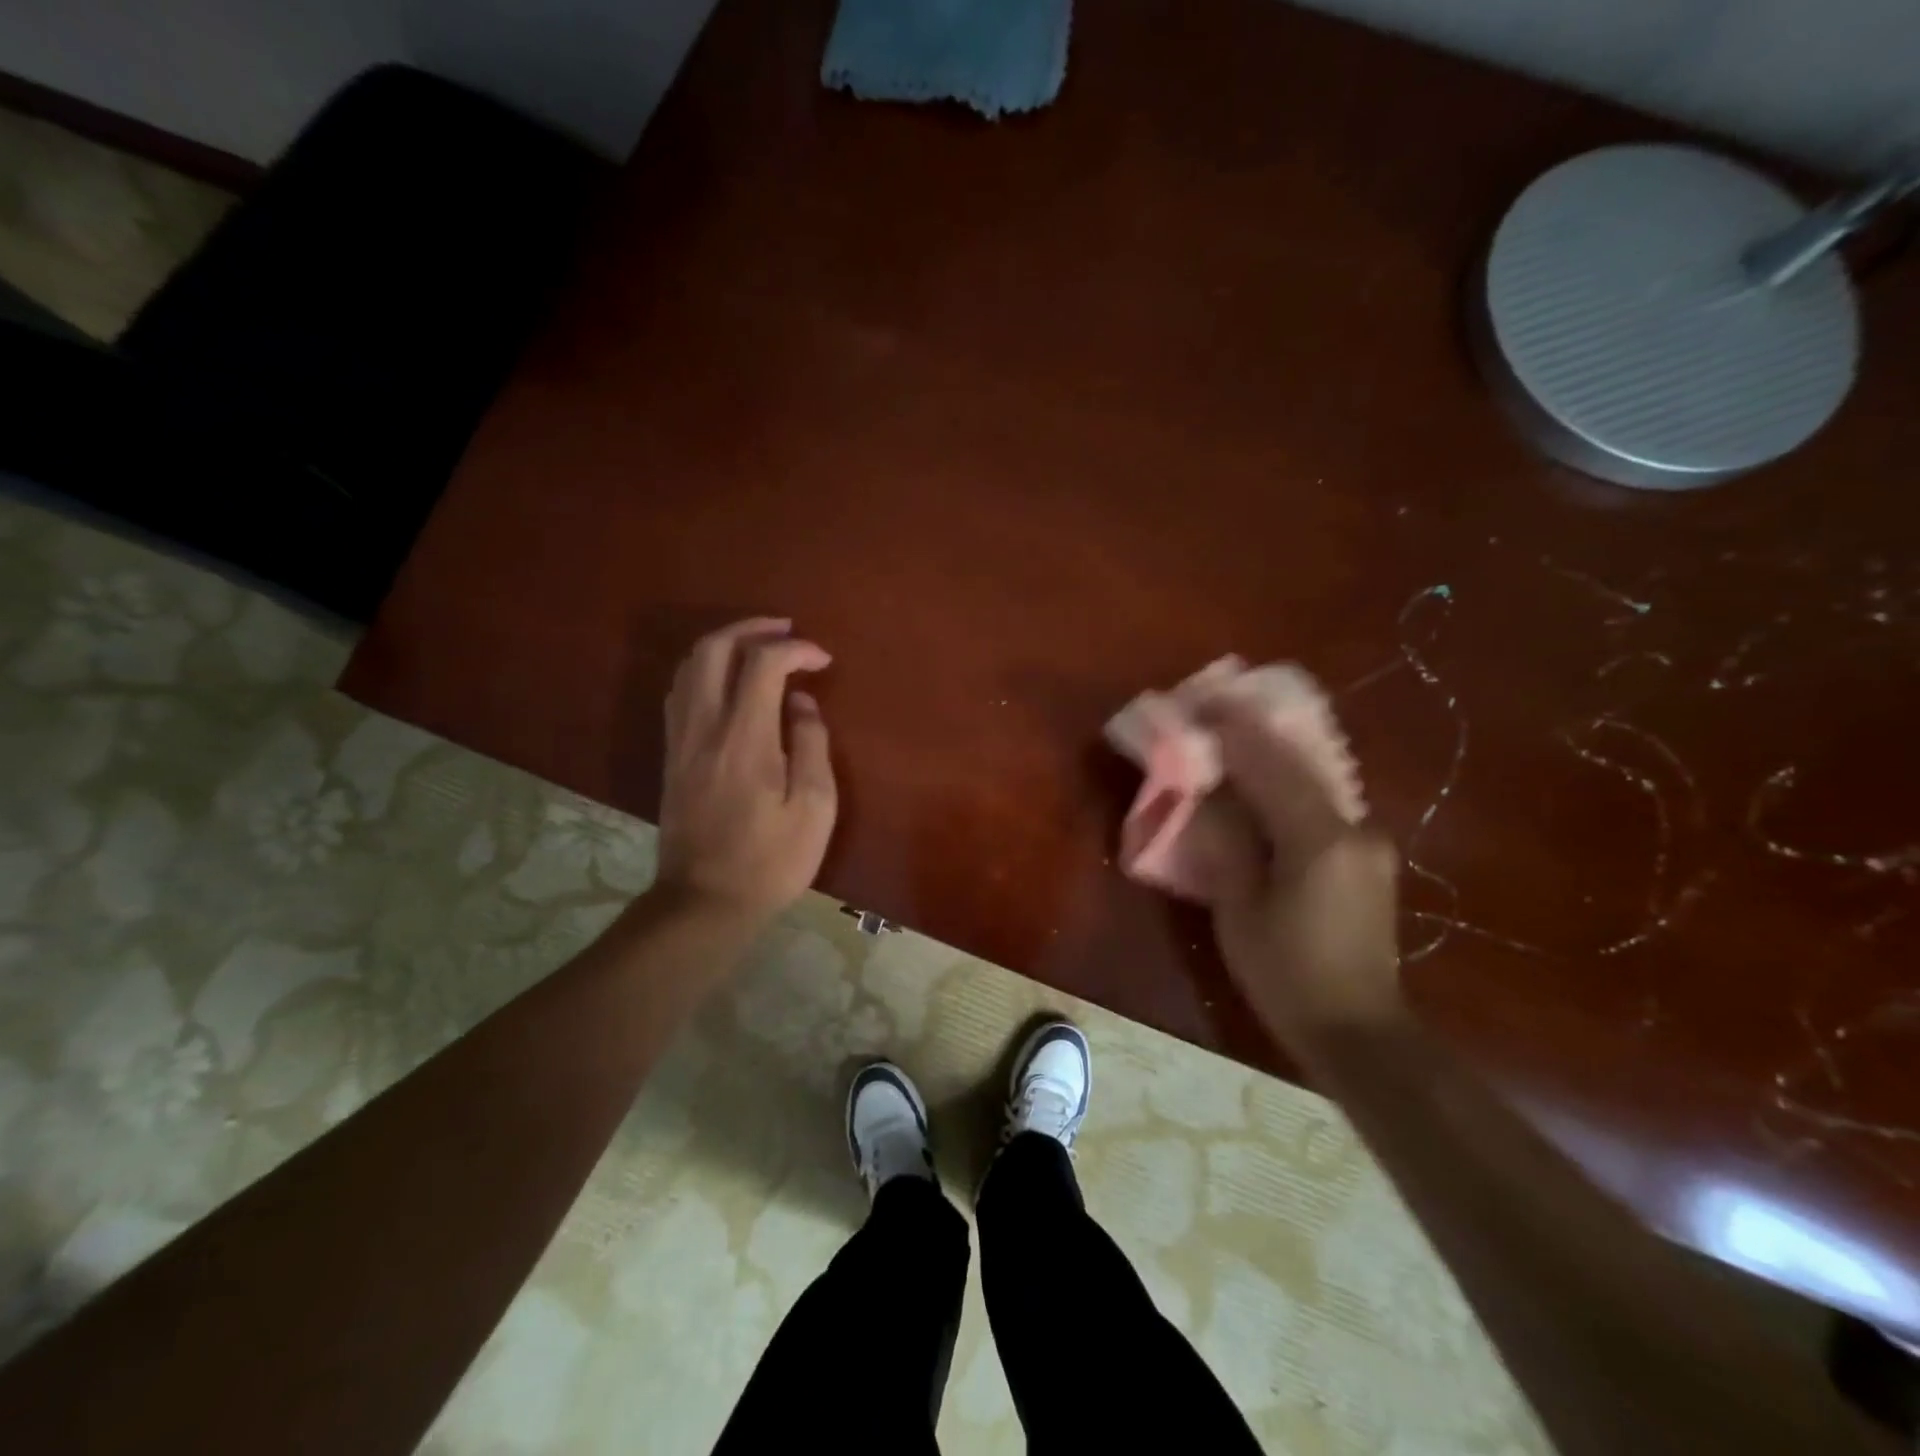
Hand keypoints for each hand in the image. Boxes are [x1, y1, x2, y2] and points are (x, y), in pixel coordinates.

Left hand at [655, 618, 837, 923]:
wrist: (705, 902)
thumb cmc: (771, 860)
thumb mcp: (814, 808)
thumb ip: (811, 745)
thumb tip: (801, 705)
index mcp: (745, 737)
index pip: (764, 663)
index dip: (796, 649)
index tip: (823, 661)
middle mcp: (705, 726)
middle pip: (714, 649)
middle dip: (752, 628)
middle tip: (786, 630)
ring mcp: (680, 740)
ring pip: (689, 667)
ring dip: (725, 645)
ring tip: (759, 649)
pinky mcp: (670, 756)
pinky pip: (680, 693)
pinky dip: (705, 672)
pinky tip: (728, 684)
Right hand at [1201, 699, 1402, 1046]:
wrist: (1358, 1031)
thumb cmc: (1286, 975)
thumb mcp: (1240, 910)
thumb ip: (1226, 842)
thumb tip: (1209, 793)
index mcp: (1318, 839)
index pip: (1269, 766)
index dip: (1232, 732)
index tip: (1201, 705)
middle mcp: (1353, 827)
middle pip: (1296, 764)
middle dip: (1252, 737)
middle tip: (1212, 718)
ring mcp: (1368, 842)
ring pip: (1312, 783)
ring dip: (1271, 760)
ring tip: (1232, 744)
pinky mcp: (1368, 858)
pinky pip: (1322, 806)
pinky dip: (1288, 789)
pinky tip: (1263, 787)